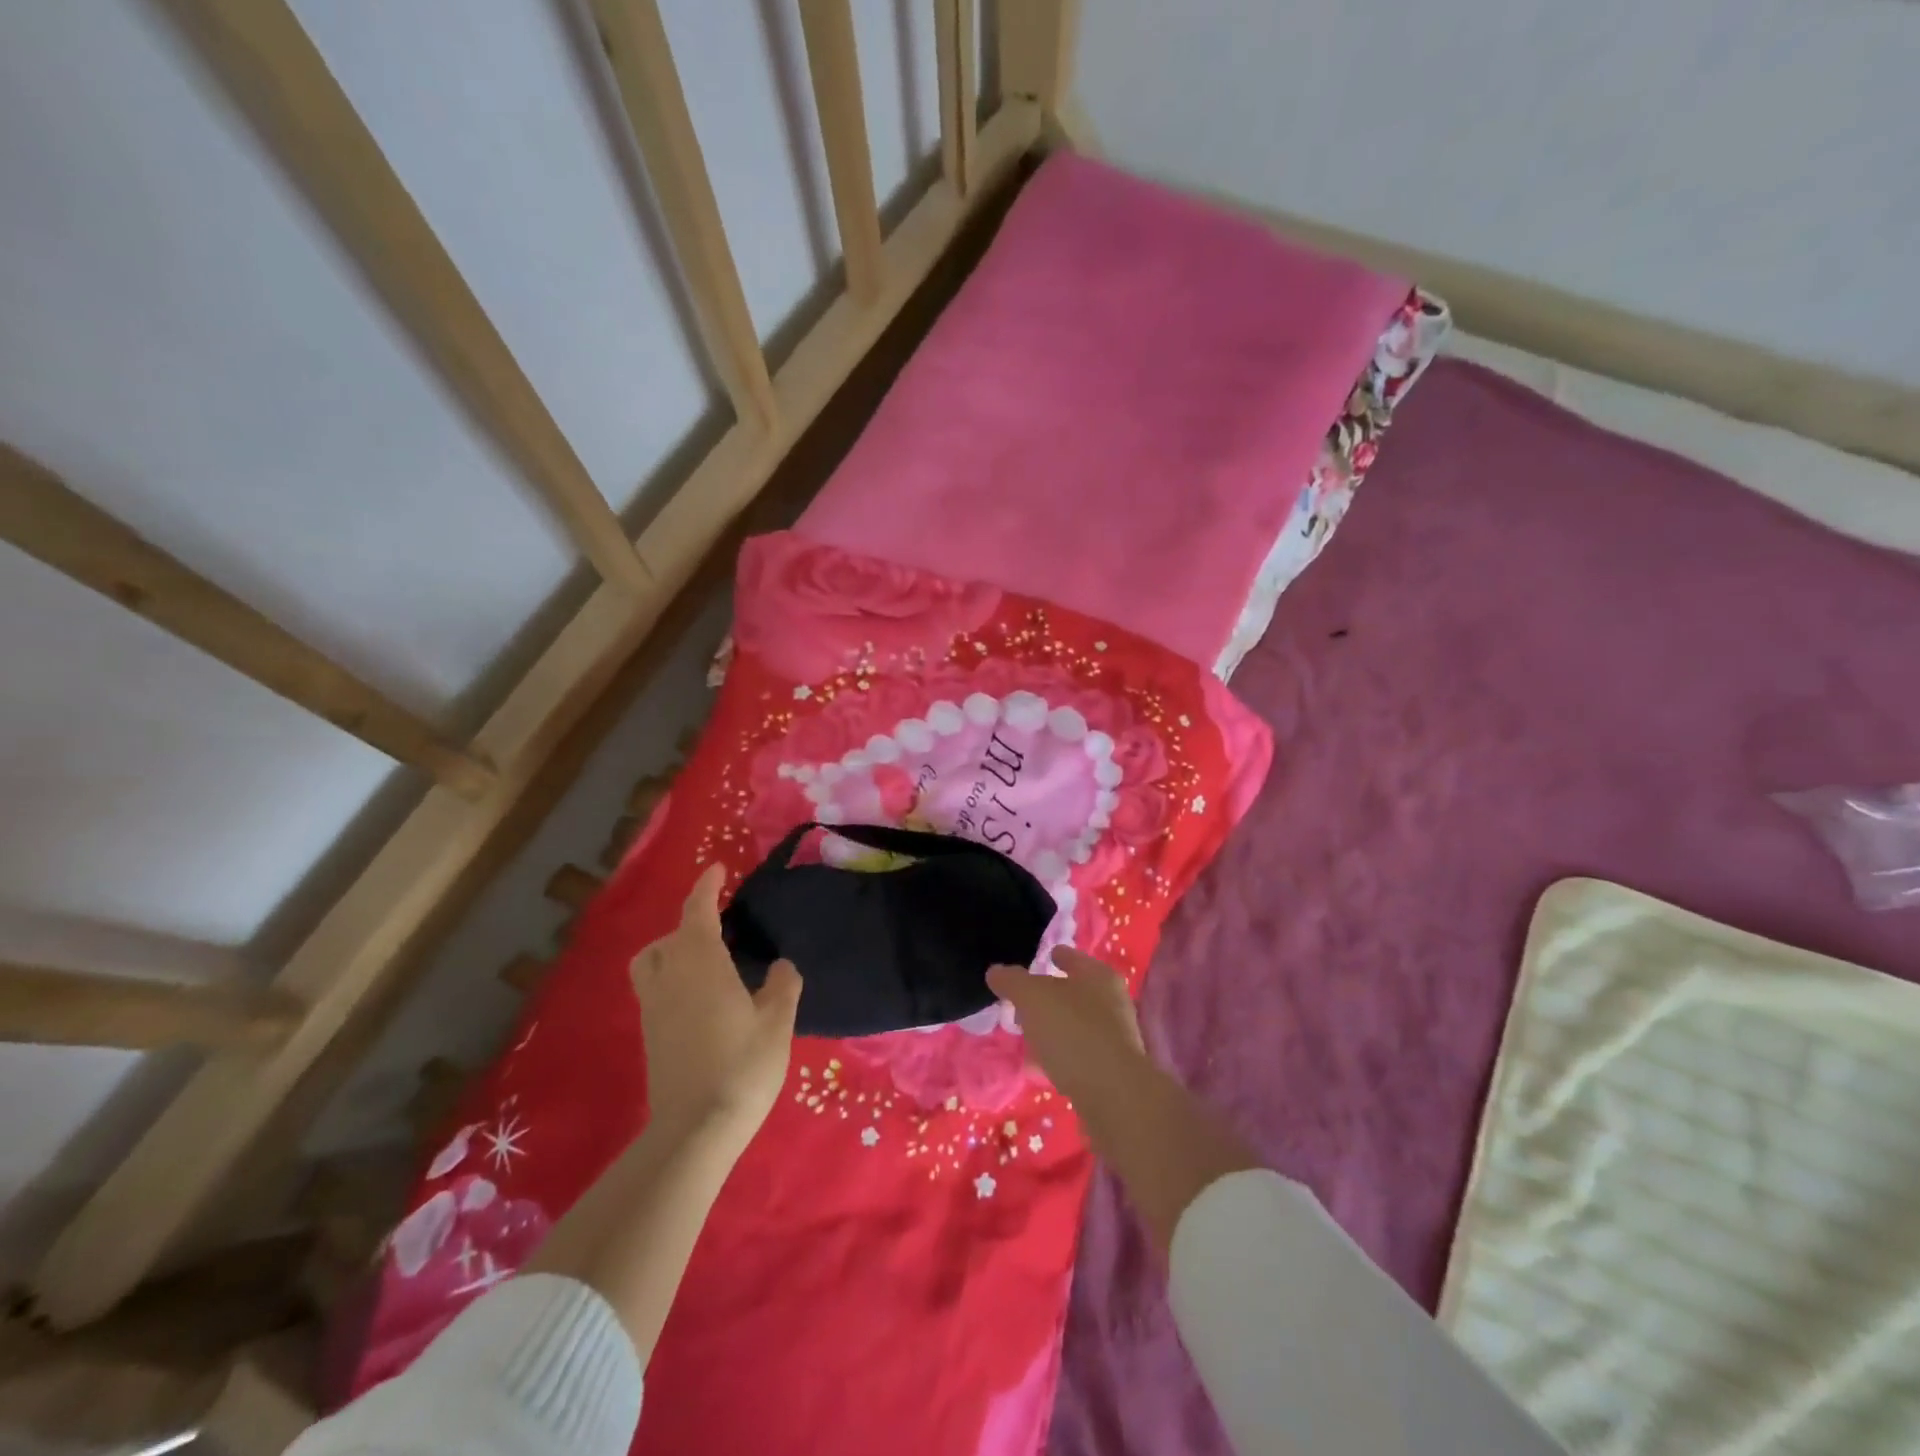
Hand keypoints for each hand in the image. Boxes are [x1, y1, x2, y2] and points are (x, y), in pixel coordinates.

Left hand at [631, 863, 802, 1148]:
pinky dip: (671, 976)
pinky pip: (653, 987)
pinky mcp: (649, 1034)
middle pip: (670, 935)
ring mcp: (653, 1007)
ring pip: (651, 961)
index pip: (697, 911)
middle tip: (721, 926)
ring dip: (671, 949)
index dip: (706, 886)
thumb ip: (782, 986)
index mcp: (701, 963)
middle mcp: (670, 976)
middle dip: (691, 921)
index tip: (718, 869)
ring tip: (703, 960)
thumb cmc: (742, 1066)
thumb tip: (781, 965)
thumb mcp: (777, 1022)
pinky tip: (699, 997)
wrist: (695, 1130)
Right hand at [986, 948, 1146, 1104]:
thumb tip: (996, 971)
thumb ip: (1012, 981)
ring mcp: (1114, 1037)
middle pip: (1074, 992)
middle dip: (1048, 997)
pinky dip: (1059, 1055)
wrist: (1112, 1094)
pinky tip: (1039, 1065)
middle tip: (1022, 1004)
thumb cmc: (1072, 1031)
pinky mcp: (1111, 1069)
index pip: (1072, 957)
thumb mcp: (1032, 998)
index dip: (1055, 955)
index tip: (1042, 958)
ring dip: (1052, 1028)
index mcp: (1098, 975)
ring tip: (1026, 1036)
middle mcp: (1112, 1002)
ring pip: (1075, 1024)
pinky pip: (1078, 1054)